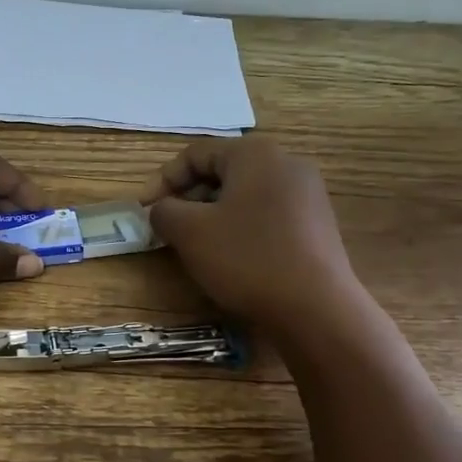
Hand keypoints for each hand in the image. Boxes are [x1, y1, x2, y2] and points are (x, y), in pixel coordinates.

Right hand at [142, 137, 362, 335]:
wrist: (316, 308)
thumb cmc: (247, 259)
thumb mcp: (190, 232)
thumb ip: (164, 212)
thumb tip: (161, 209)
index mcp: (255, 153)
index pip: (195, 154)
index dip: (163, 180)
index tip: (144, 211)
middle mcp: (286, 163)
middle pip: (222, 171)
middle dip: (188, 198)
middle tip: (168, 228)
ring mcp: (307, 194)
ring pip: (244, 194)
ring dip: (213, 214)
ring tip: (196, 245)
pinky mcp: (317, 223)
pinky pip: (267, 214)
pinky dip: (241, 227)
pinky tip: (232, 257)